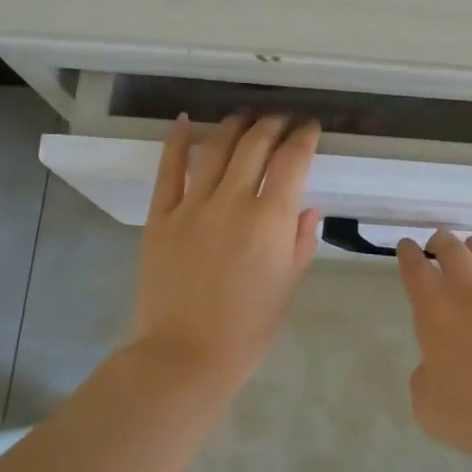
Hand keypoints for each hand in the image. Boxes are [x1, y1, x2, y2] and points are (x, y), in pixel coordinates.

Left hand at [127, 114, 320, 395]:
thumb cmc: (249, 329)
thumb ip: (300, 242)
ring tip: (246, 117)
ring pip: (217, 149)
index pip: (293, 161)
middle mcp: (233, 201)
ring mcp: (192, 206)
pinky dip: (178, 142)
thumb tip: (307, 208)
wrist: (186, 354)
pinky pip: (168, 170)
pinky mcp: (161, 216)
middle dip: (273, 124)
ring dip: (235, 126)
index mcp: (271, 220)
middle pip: (256, 145)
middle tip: (282, 119)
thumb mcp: (288, 286)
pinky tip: (185, 121)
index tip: (310, 128)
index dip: (304, 137)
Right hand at [396, 230, 471, 467]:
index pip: (417, 270)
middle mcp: (471, 295)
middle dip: (440, 240)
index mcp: (437, 315)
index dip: (408, 254)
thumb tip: (437, 362)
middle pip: (452, 249)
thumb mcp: (428, 406)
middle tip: (436, 243)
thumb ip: (424, 376)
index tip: (406, 246)